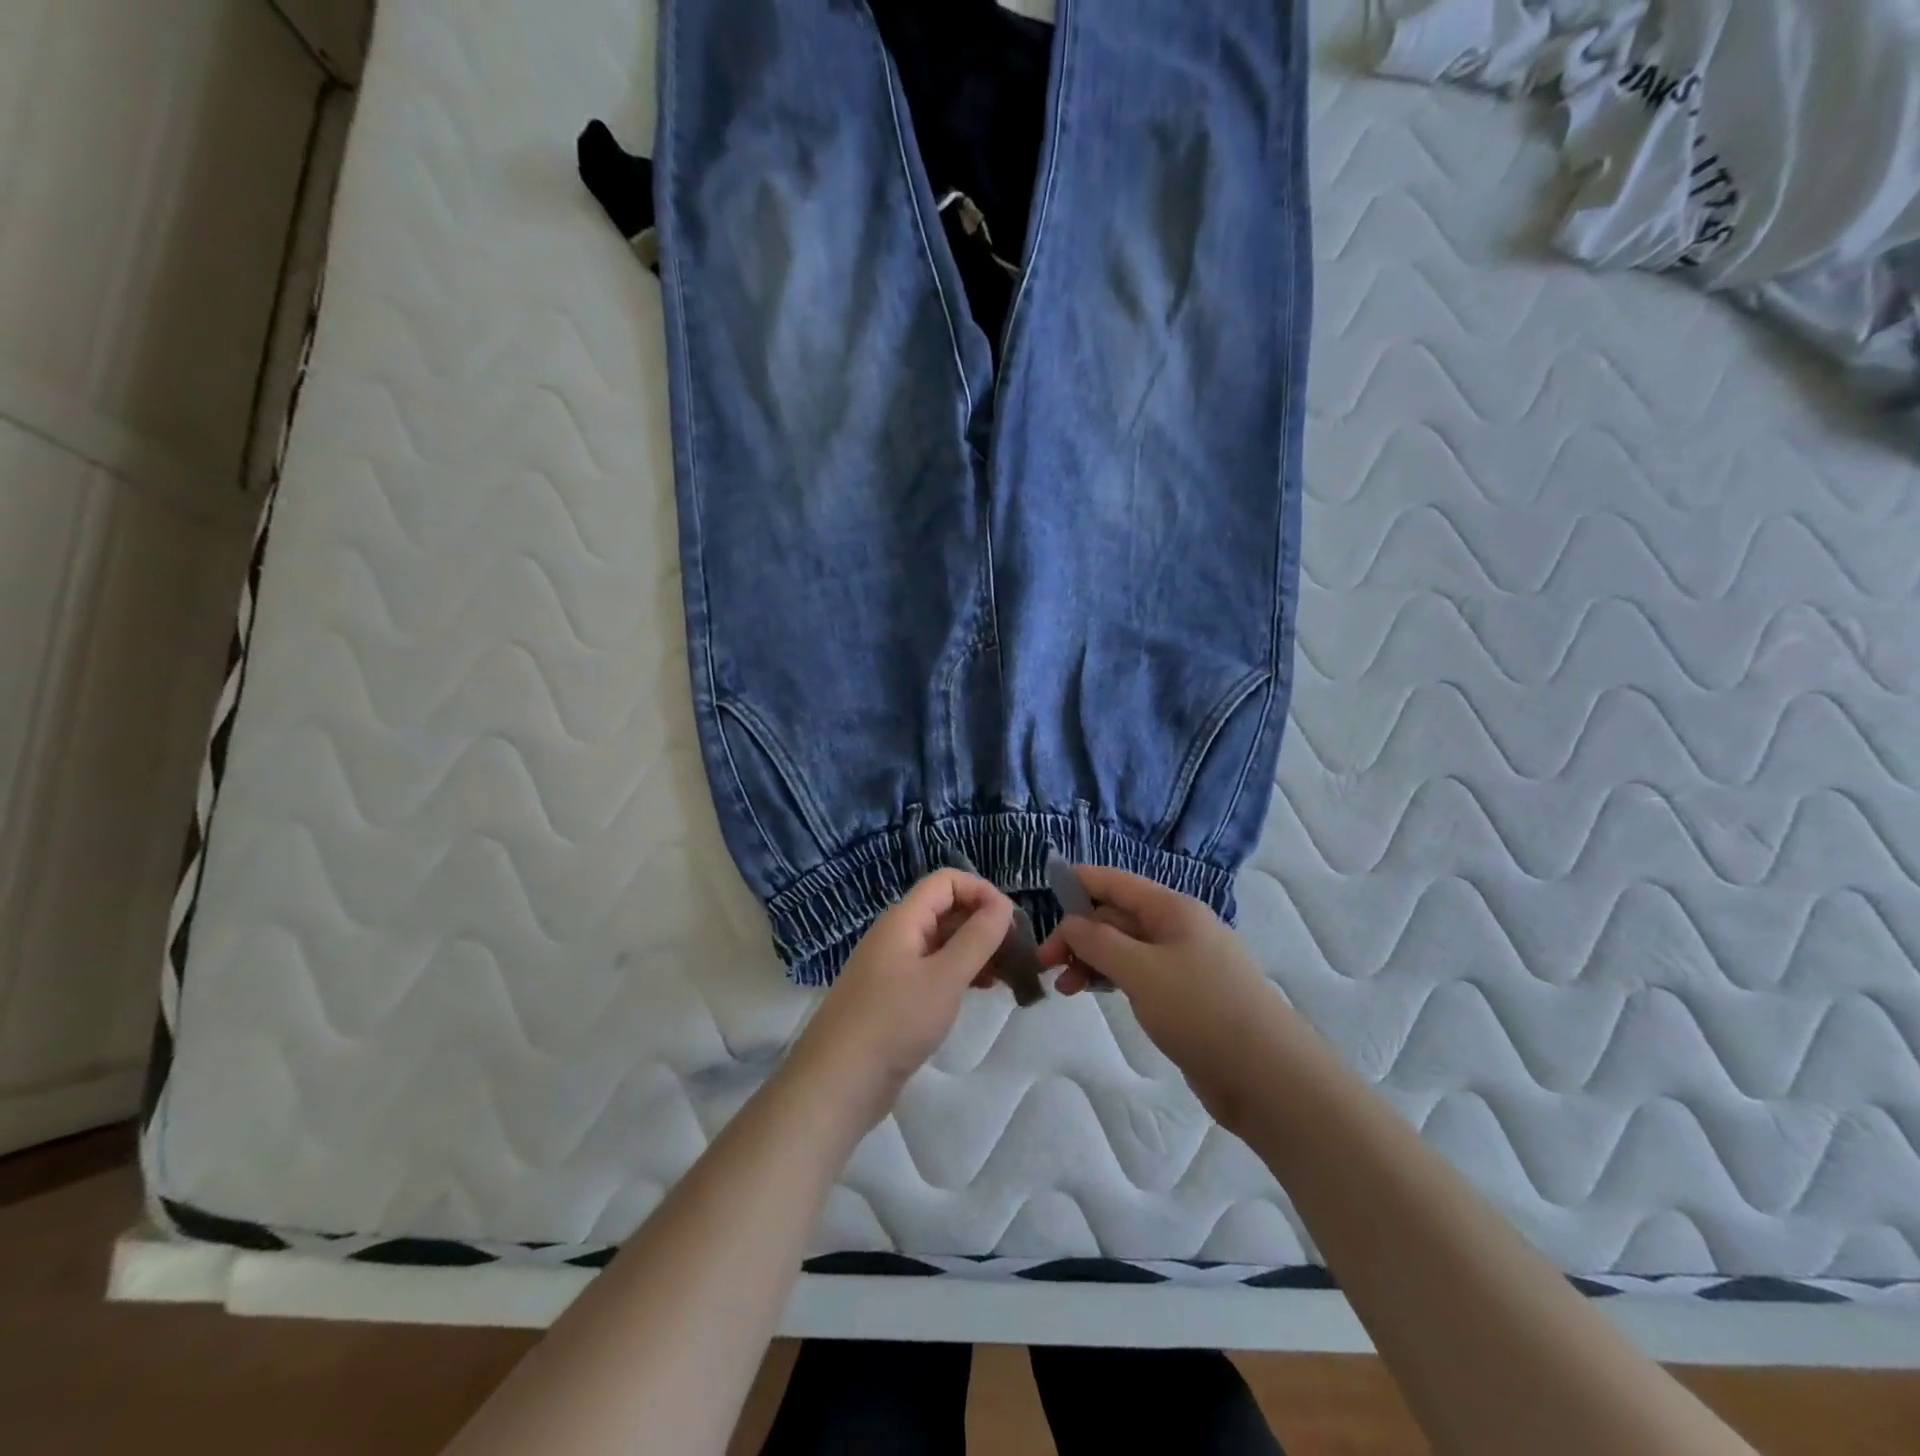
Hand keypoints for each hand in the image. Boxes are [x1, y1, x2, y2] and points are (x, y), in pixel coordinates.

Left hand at [788, 869, 1013, 1128]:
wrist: (838, 1082)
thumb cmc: (894, 1022)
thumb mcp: (944, 977)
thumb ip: (977, 938)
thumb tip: (1002, 904)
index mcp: (903, 919)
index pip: (946, 881)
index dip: (981, 892)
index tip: (1011, 922)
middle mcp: (897, 935)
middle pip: (946, 910)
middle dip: (983, 923)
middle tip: (1018, 953)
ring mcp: (894, 966)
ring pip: (943, 942)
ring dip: (976, 951)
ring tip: (1008, 975)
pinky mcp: (895, 996)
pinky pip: (934, 970)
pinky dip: (960, 973)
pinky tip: (982, 991)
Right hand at [1037, 865, 1302, 1131]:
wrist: (1269, 1076)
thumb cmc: (1201, 1010)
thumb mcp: (1140, 970)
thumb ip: (1098, 941)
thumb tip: (1071, 923)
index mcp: (1173, 909)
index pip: (1117, 882)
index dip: (1080, 881)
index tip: (1044, 890)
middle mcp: (1179, 928)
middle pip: (1117, 916)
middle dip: (1079, 933)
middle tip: (1046, 962)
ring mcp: (1185, 963)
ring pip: (1125, 948)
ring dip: (1092, 960)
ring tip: (1064, 987)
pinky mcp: (1187, 997)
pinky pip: (1140, 974)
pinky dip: (1113, 979)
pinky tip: (1095, 994)